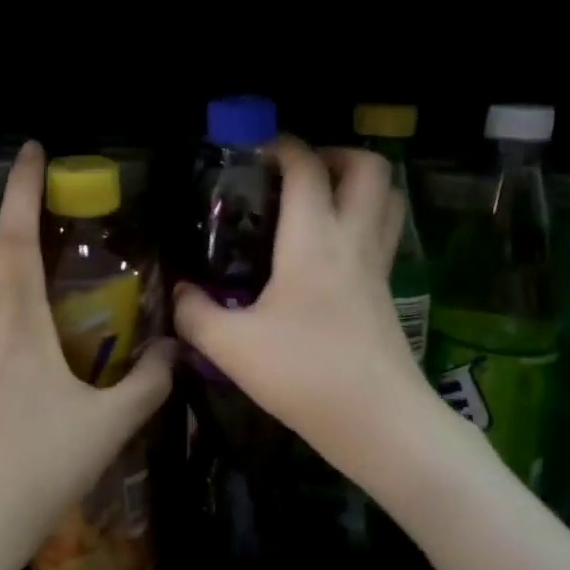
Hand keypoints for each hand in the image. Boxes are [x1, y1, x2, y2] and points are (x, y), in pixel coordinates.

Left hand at [0, 142, 175, 569]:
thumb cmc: (36, 470)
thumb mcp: (106, 428)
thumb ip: (147, 384)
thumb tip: (174, 351)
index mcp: (15, 328)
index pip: (11, 240)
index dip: (19, 190)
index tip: (29, 151)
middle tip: (28, 267)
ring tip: (41, 345)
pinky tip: (20, 392)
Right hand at [173, 136, 432, 479]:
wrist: (379, 422)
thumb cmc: (304, 374)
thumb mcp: (231, 346)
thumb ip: (195, 314)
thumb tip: (180, 293)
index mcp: (314, 239)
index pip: (307, 169)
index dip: (284, 148)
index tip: (258, 152)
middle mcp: (353, 240)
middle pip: (370, 168)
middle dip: (336, 154)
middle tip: (300, 172)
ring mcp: (378, 267)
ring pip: (389, 200)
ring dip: (359, 185)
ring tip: (321, 200)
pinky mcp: (388, 294)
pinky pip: (384, 236)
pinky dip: (364, 222)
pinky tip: (329, 253)